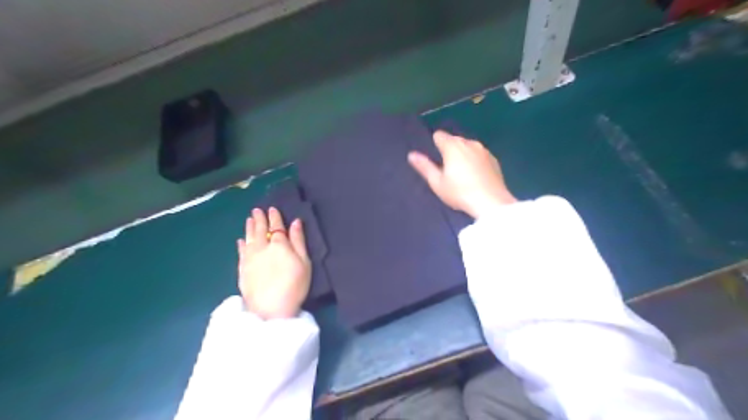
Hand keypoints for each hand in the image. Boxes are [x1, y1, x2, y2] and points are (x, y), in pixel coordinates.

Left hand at [237, 208, 310, 319]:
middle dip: (259, 219)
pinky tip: (240, 241)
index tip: (272, 209)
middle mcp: (261, 247)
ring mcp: (249, 258)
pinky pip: (240, 252)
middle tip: (256, 210)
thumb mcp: (304, 262)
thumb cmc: (294, 285)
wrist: (270, 309)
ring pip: (248, 238)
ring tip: (249, 219)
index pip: (276, 226)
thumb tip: (295, 222)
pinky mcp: (242, 270)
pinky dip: (241, 245)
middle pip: (259, 230)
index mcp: (279, 244)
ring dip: (249, 227)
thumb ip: (298, 241)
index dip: (274, 217)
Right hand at [408, 129, 513, 218]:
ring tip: (462, 173)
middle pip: (454, 139)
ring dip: (463, 154)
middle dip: (449, 149)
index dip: (434, 145)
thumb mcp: (437, 182)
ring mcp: (484, 150)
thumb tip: (411, 154)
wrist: (491, 203)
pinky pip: (479, 154)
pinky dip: (475, 160)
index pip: (439, 135)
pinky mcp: (494, 159)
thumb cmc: (460, 193)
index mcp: (452, 146)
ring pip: (468, 146)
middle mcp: (469, 143)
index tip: (435, 159)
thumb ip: (424, 166)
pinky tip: (476, 176)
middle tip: (447, 169)